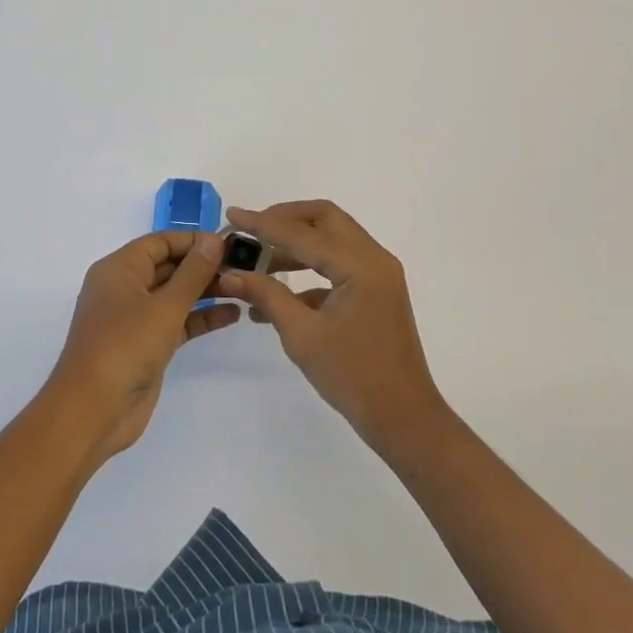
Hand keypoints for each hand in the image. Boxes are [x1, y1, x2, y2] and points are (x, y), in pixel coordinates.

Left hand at [46, 230, 236, 462]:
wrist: (94, 411)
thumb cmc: (124, 346)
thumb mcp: (164, 306)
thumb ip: (193, 272)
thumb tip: (214, 239)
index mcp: (119, 269)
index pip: (160, 242)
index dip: (194, 240)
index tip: (229, 243)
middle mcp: (125, 288)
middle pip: (169, 266)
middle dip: (203, 265)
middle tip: (244, 266)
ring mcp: (135, 318)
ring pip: (175, 294)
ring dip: (206, 290)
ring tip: (244, 287)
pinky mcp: (147, 345)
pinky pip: (177, 321)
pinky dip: (201, 317)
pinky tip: (232, 314)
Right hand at [217, 201, 446, 448]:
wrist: (402, 418)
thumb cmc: (352, 376)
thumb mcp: (301, 335)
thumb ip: (266, 295)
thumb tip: (230, 274)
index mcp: (360, 265)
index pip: (303, 233)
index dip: (263, 223)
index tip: (232, 215)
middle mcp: (374, 258)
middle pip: (324, 219)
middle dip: (285, 219)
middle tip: (252, 230)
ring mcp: (378, 274)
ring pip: (332, 239)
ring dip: (296, 244)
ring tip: (258, 262)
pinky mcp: (376, 291)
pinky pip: (339, 264)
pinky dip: (310, 269)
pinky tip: (278, 295)